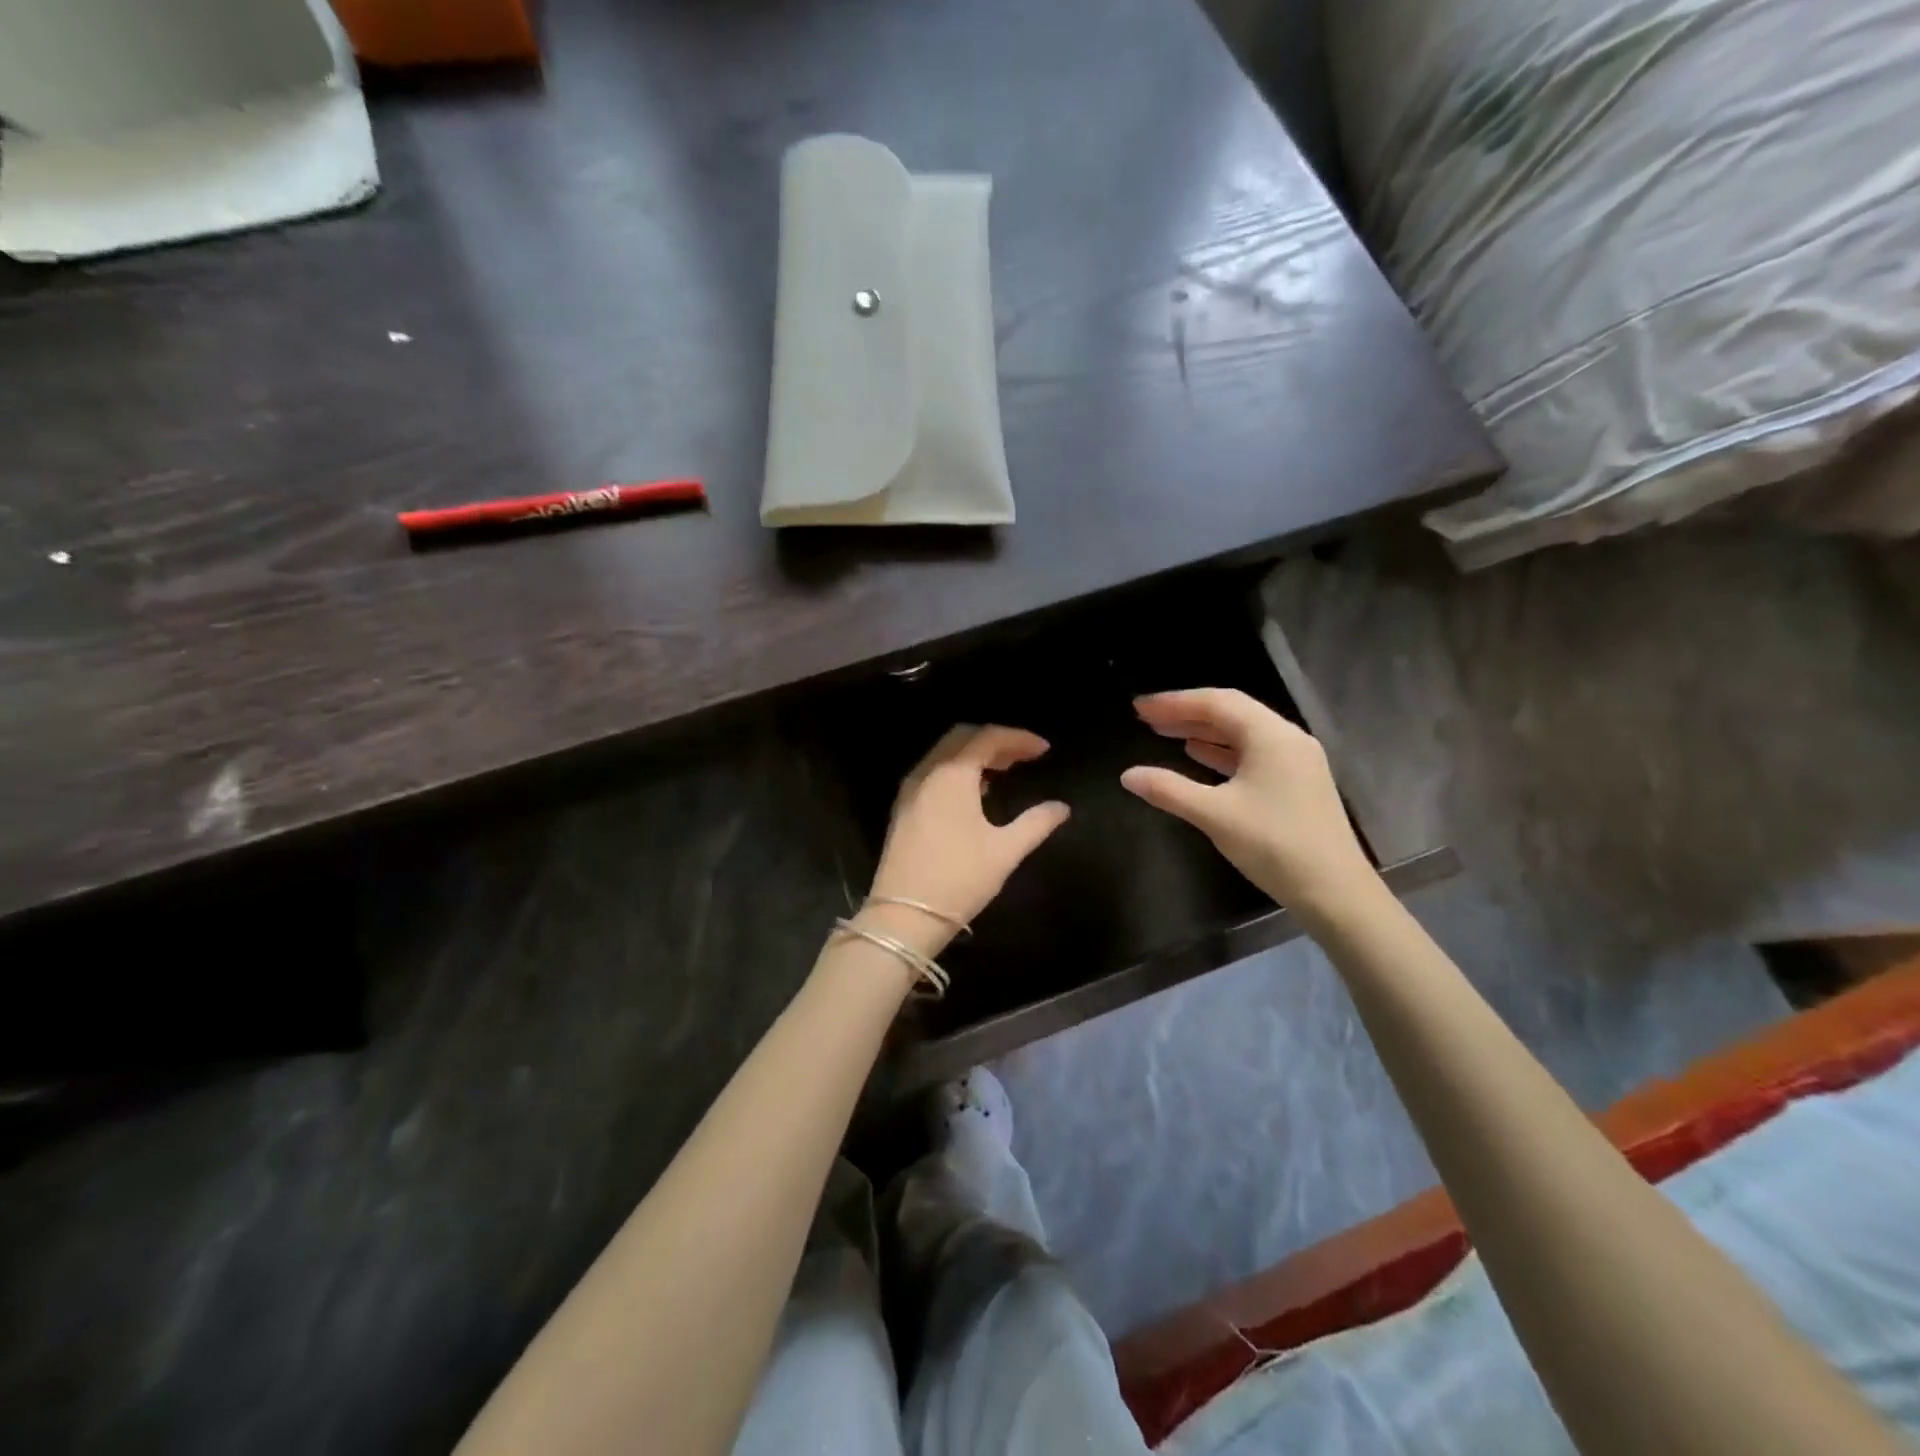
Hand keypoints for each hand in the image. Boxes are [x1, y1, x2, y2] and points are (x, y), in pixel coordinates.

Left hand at [867, 725, 1069, 948]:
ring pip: (944, 755)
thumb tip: (1061, 807)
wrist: (903, 916)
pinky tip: (975, 792)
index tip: (1044, 750)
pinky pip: (933, 773)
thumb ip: (1036, 823)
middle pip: (962, 738)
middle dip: (995, 741)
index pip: (987, 738)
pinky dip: (956, 770)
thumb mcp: (1005, 851)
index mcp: (952, 775)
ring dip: (974, 755)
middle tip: (1023, 756)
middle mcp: (927, 773)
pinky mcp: (903, 809)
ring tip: (1004, 770)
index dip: (1018, 738)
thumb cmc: (959, 879)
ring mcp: (910, 790)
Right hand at [1120, 688, 1376, 920]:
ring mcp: (1296, 761)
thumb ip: (1169, 790)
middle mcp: (1287, 739)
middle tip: (1146, 718)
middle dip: (1186, 713)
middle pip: (1230, 713)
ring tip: (1164, 733)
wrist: (1335, 891)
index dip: (1174, 702)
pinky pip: (1252, 755)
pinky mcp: (1297, 784)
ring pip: (1241, 734)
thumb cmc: (1274, 845)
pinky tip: (1198, 755)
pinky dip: (1221, 752)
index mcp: (1271, 736)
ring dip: (1203, 732)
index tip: (1139, 707)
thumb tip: (1127, 775)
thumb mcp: (1214, 815)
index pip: (1216, 703)